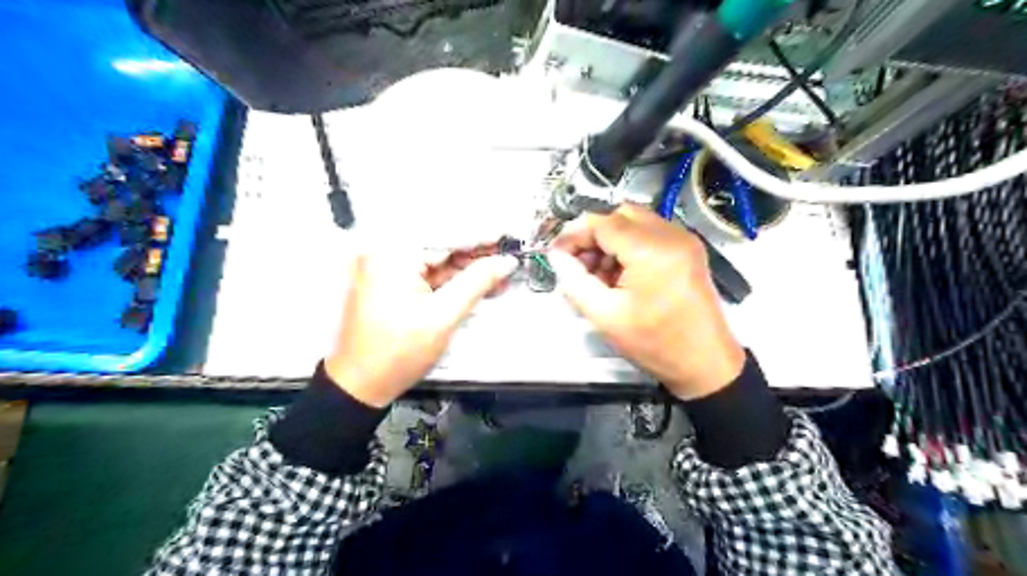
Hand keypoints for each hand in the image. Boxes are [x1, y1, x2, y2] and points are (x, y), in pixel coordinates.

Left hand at [324, 249, 516, 405]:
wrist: (361, 384)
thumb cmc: (395, 354)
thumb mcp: (444, 316)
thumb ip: (477, 282)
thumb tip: (504, 263)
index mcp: (392, 255)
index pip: (447, 234)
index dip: (482, 236)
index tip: (507, 237)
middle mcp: (384, 253)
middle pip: (441, 243)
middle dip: (476, 252)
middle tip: (507, 256)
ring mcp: (385, 267)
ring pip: (436, 258)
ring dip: (466, 266)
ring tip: (498, 273)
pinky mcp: (389, 280)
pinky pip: (426, 271)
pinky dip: (450, 277)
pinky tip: (475, 282)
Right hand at [550, 203, 742, 399]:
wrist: (705, 363)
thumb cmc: (655, 344)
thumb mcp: (605, 316)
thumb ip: (574, 281)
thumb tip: (557, 256)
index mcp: (651, 250)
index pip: (602, 222)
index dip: (574, 235)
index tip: (558, 255)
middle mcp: (671, 235)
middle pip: (620, 215)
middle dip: (594, 235)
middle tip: (579, 264)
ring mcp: (684, 240)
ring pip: (635, 222)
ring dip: (611, 241)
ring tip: (600, 275)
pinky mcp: (688, 250)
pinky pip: (650, 233)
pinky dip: (630, 246)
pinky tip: (621, 275)